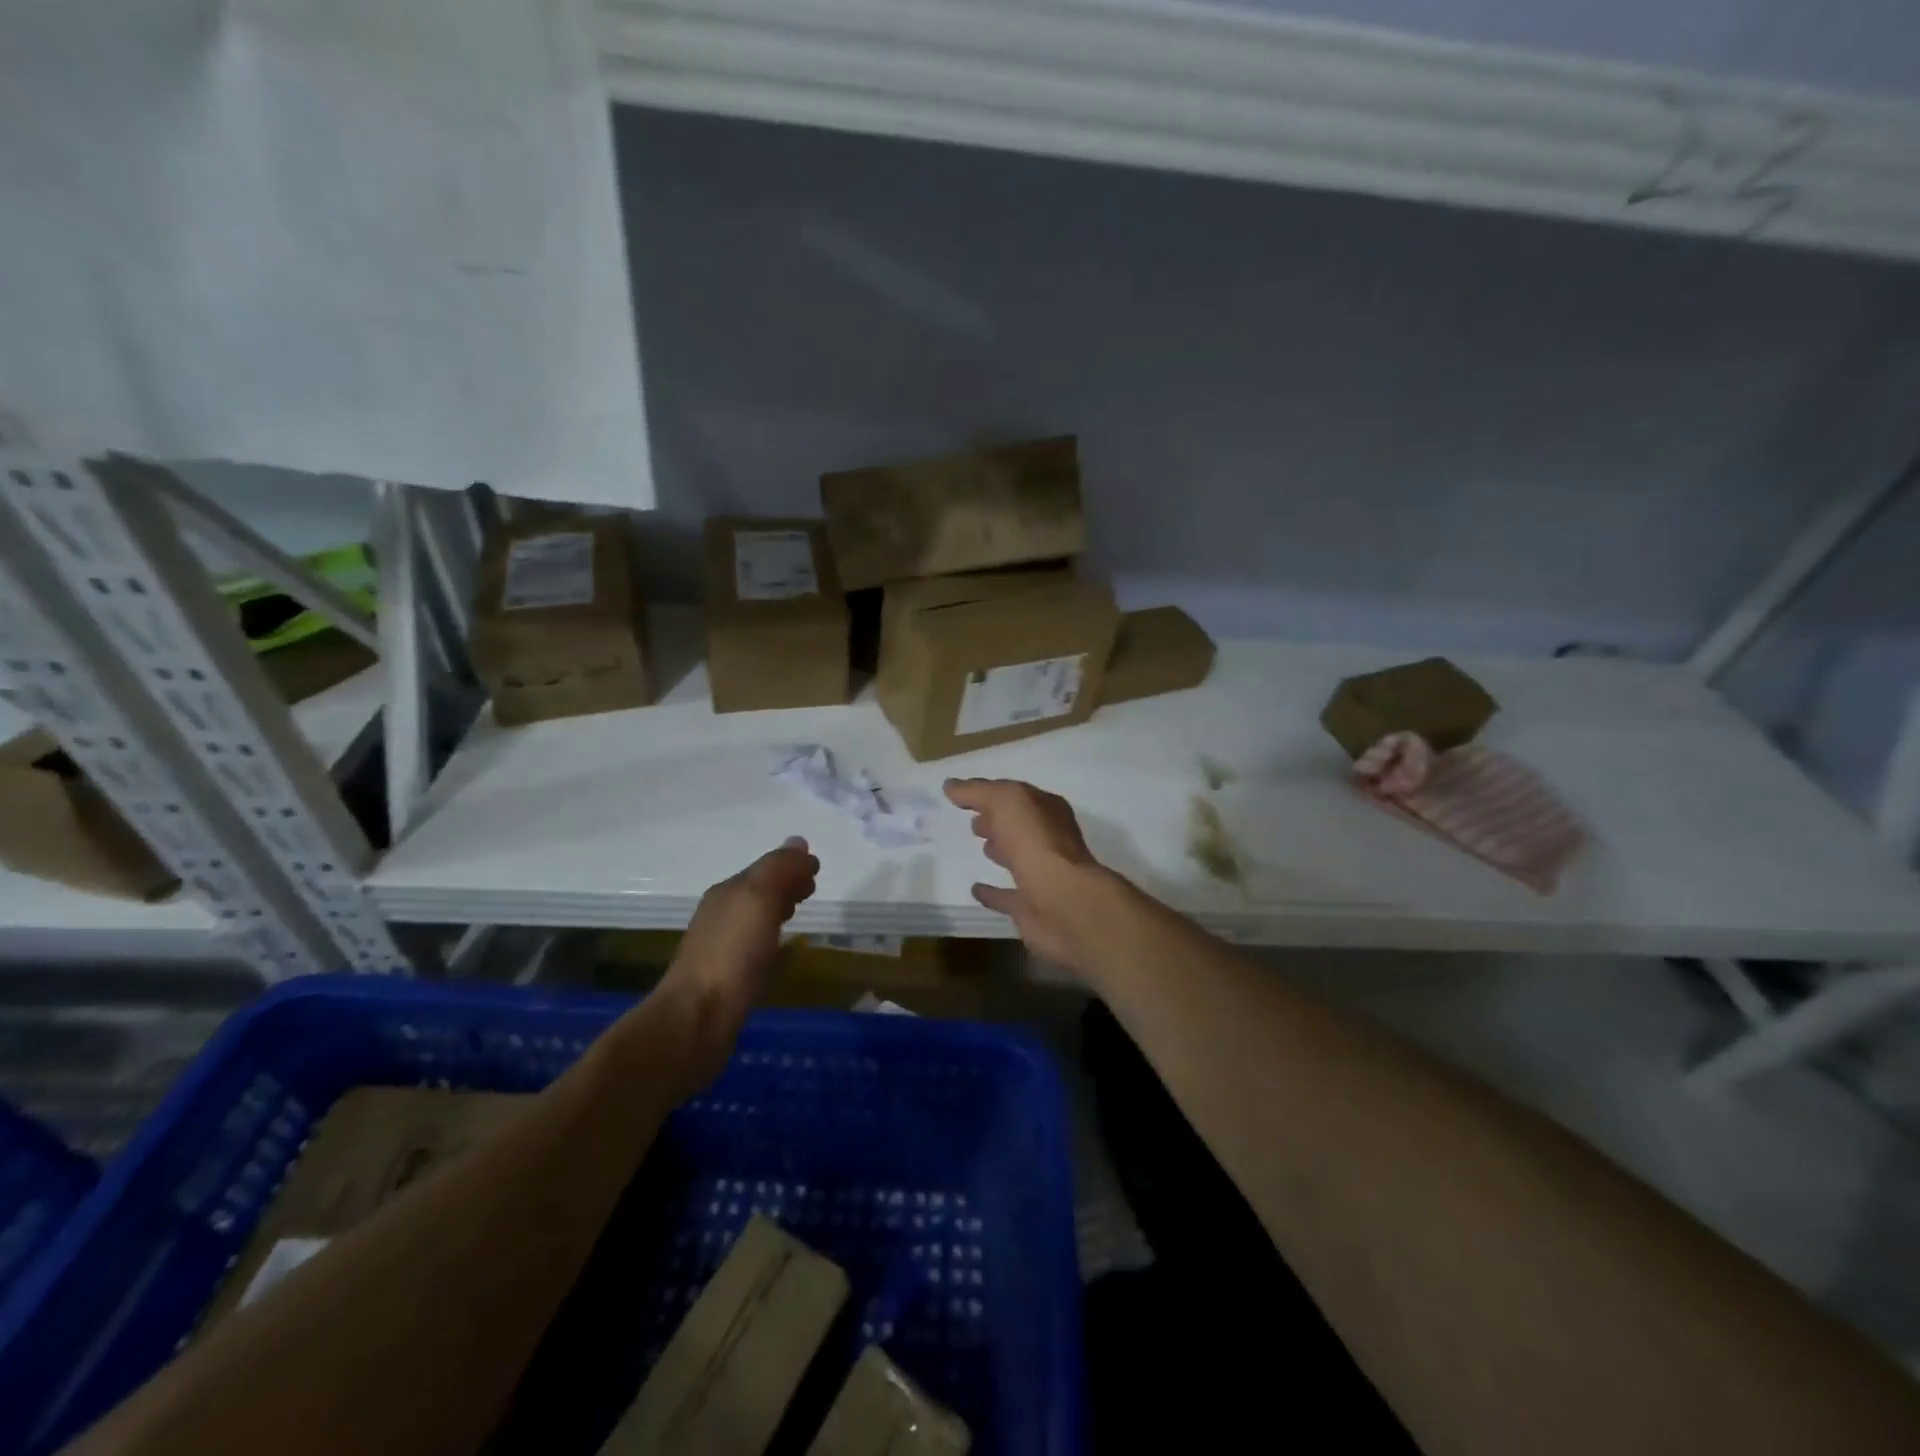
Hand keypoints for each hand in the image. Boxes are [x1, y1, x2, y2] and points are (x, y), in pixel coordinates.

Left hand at [660, 837, 817, 1087]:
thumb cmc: (731, 953)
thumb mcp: (758, 899)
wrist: (697, 1019)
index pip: (764, 869)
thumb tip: (798, 842)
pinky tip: (791, 956)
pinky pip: (760, 953)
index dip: (790, 865)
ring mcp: (724, 951)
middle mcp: (722, 917)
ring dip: (779, 912)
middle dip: (785, 885)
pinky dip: (778, 947)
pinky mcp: (731, 982)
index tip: (816, 868)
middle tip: (812, 888)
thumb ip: (779, 869)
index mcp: (728, 893)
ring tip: (801, 914)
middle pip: (759, 893)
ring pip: (758, 921)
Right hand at [944, 777, 1109, 972]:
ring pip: (1018, 856)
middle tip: (975, 822)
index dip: (991, 792)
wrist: (1062, 901)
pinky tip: (975, 889)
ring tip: (980, 846)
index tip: (963, 795)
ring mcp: (1043, 873)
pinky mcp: (1032, 905)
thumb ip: (977, 791)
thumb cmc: (1035, 841)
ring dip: (1001, 850)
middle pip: (1019, 825)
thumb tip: (951, 785)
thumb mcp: (1005, 801)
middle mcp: (1049, 839)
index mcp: (1047, 810)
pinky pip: (1007, 895)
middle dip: (999, 820)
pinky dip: (992, 892)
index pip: (1016, 795)